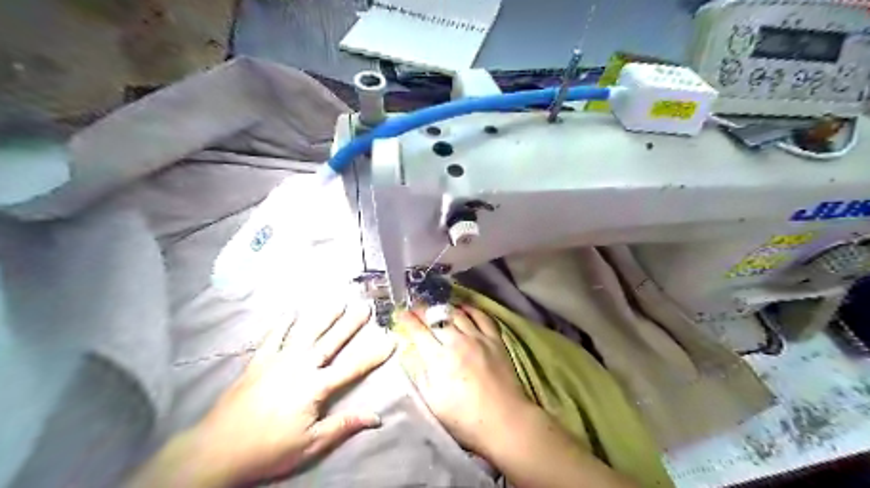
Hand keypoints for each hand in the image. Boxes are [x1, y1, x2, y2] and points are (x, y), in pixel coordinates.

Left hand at [179, 301, 394, 483]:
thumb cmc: (268, 449)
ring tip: (337, 301)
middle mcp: (300, 366)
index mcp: (315, 387)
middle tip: (365, 306)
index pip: (352, 368)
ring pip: (306, 332)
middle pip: (331, 341)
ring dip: (323, 316)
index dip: (374, 354)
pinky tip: (291, 311)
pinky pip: (273, 337)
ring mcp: (278, 360)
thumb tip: (377, 417)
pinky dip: (282, 323)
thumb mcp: (310, 444)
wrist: (216, 450)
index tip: (390, 339)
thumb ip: (344, 426)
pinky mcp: (258, 361)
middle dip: (350, 323)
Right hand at [397, 307, 532, 455]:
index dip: (408, 320)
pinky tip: (463, 309)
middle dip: (423, 311)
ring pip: (458, 314)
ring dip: (444, 308)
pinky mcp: (495, 340)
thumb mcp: (433, 402)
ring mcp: (478, 338)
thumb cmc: (465, 418)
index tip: (400, 314)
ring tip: (436, 307)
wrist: (505, 420)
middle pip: (437, 318)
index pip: (419, 331)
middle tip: (416, 308)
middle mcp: (458, 342)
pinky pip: (482, 316)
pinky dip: (471, 309)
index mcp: (439, 359)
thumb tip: (410, 354)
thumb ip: (420, 375)